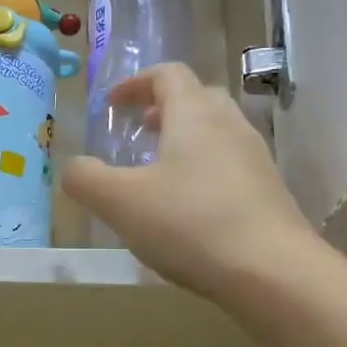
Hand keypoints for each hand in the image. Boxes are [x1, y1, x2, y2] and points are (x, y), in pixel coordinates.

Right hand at [63, 64, 316, 303]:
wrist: (273, 272)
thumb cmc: (190, 223)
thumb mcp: (120, 202)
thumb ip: (86, 179)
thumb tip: (73, 168)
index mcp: (194, 115)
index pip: (168, 74)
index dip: (136, 82)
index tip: (112, 104)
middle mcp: (230, 126)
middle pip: (197, 98)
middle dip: (163, 108)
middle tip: (138, 130)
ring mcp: (255, 159)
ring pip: (217, 132)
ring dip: (185, 140)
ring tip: (159, 171)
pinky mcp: (269, 193)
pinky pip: (230, 165)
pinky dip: (204, 170)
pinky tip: (189, 208)